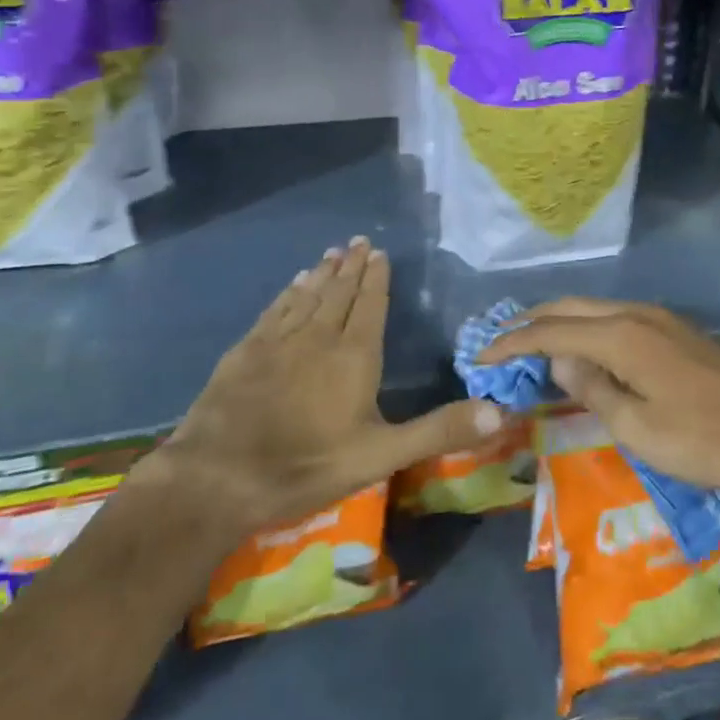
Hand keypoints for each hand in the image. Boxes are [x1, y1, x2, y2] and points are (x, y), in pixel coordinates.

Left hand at [153, 237, 504, 537]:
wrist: (218, 478)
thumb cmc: (307, 466)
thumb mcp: (382, 455)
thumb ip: (440, 430)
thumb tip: (501, 412)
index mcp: (354, 355)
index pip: (370, 304)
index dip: (377, 278)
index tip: (379, 253)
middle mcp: (318, 336)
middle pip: (339, 292)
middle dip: (352, 266)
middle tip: (359, 241)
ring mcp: (278, 341)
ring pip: (307, 295)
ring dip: (322, 272)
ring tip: (332, 252)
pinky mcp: (246, 351)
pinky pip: (275, 310)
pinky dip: (288, 293)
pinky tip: (293, 285)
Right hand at [479, 298, 719, 504]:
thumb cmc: (700, 441)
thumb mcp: (636, 427)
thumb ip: (591, 387)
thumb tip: (558, 358)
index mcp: (622, 336)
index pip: (552, 330)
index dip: (513, 342)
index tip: (481, 355)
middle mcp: (637, 314)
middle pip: (571, 307)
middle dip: (531, 321)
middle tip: (499, 340)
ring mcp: (660, 318)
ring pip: (595, 307)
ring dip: (560, 320)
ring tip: (533, 340)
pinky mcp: (675, 330)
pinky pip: (616, 316)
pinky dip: (588, 325)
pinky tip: (583, 346)